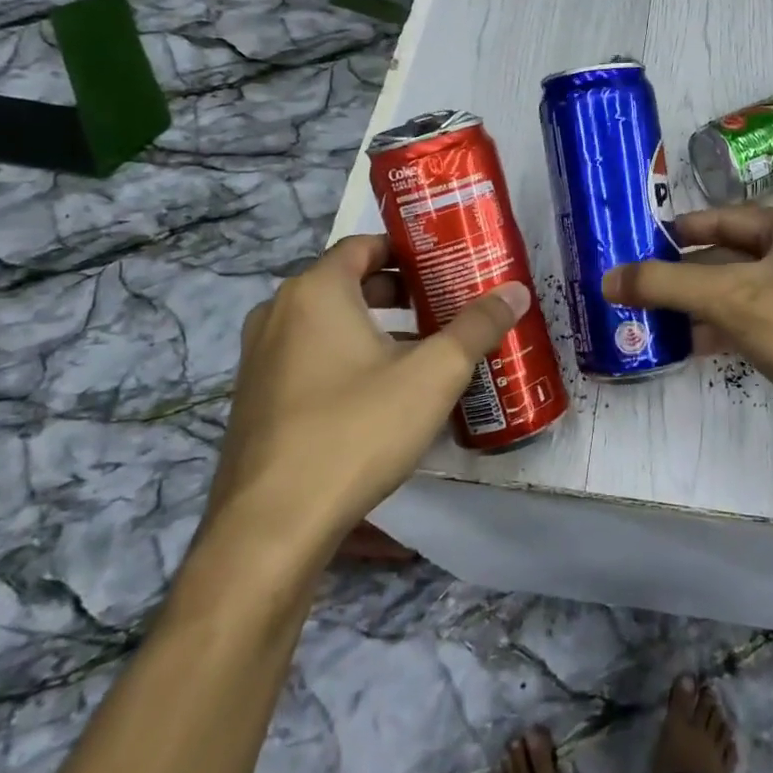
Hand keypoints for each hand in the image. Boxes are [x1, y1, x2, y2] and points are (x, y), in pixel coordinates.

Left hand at [204, 235, 529, 548]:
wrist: (271, 527)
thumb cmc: (356, 429)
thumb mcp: (433, 375)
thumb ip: (477, 327)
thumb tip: (517, 291)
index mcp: (316, 291)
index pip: (364, 245)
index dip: (408, 250)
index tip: (447, 265)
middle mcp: (279, 312)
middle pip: (348, 283)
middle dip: (399, 292)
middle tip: (445, 306)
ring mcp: (260, 358)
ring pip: (327, 324)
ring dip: (374, 328)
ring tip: (422, 350)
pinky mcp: (255, 399)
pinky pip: (308, 358)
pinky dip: (345, 358)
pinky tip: (381, 394)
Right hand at [604, 206, 772, 461]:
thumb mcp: (729, 297)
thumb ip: (665, 284)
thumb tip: (607, 278)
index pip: (724, 217)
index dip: (681, 229)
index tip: (641, 241)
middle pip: (731, 256)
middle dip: (686, 273)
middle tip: (640, 285)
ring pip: (743, 293)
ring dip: (701, 304)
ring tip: (655, 318)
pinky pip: (758, 324)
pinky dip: (725, 330)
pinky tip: (693, 346)